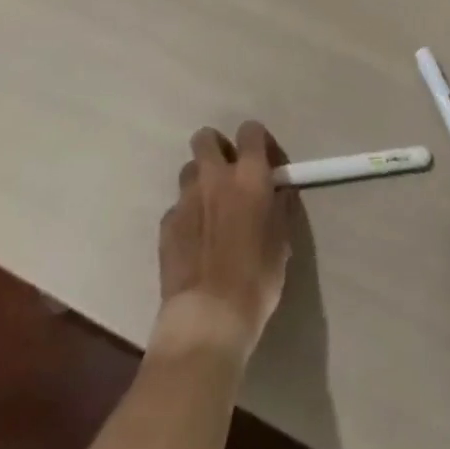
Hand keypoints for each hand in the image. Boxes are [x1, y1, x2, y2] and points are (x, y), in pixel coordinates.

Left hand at [153, 121, 295, 363]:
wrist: (208, 317)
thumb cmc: (256, 279)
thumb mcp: (282, 241)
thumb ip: (279, 207)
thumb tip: (277, 192)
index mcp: (249, 176)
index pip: (251, 131)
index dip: (257, 141)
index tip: (263, 161)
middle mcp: (214, 176)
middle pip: (206, 137)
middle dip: (216, 148)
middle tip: (228, 174)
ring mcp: (186, 198)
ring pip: (189, 170)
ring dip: (200, 181)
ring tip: (210, 209)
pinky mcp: (166, 223)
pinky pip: (177, 207)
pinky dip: (187, 216)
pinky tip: (194, 242)